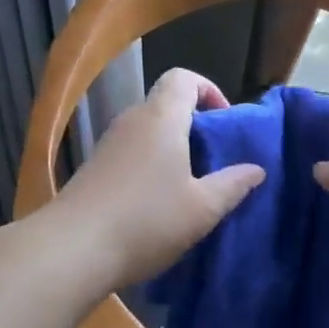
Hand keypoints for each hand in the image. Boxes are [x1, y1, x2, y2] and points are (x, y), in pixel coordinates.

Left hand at [51, 68, 264, 294]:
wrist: (72, 249)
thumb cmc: (146, 221)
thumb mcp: (202, 209)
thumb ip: (233, 185)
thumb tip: (256, 169)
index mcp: (161, 118)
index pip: (183, 78)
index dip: (208, 90)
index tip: (224, 121)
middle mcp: (131, 121)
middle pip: (165, 104)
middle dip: (193, 125)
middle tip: (214, 160)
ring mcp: (107, 144)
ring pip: (147, 131)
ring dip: (171, 149)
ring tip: (189, 186)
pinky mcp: (92, 168)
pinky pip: (130, 153)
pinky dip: (148, 165)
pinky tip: (156, 204)